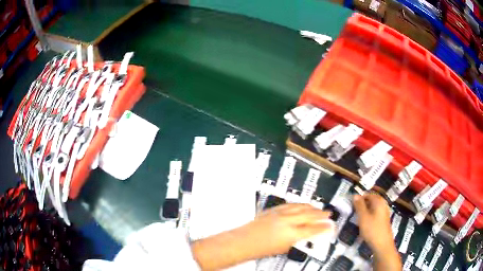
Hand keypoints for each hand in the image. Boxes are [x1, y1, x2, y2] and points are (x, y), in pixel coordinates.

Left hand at [239, 203, 334, 256]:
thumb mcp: (284, 248)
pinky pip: (290, 204)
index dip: (323, 227)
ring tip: (318, 208)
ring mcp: (280, 214)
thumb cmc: (260, 248)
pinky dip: (299, 204)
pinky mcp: (273, 210)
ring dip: (311, 207)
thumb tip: (306, 236)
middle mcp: (287, 221)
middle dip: (320, 214)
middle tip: (328, 214)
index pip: (312, 229)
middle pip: (309, 215)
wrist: (244, 241)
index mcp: (291, 234)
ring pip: (301, 207)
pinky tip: (302, 205)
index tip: (329, 226)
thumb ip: (297, 240)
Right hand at [353, 193, 393, 253]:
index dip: (359, 198)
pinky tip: (365, 223)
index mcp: (379, 201)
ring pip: (373, 207)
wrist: (382, 244)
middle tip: (354, 211)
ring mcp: (384, 211)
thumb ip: (359, 205)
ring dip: (365, 210)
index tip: (351, 205)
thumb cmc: (372, 229)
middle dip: (362, 204)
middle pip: (371, 200)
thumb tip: (355, 195)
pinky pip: (375, 213)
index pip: (368, 194)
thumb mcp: (363, 217)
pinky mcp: (384, 219)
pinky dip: (369, 215)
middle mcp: (383, 204)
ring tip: (358, 218)